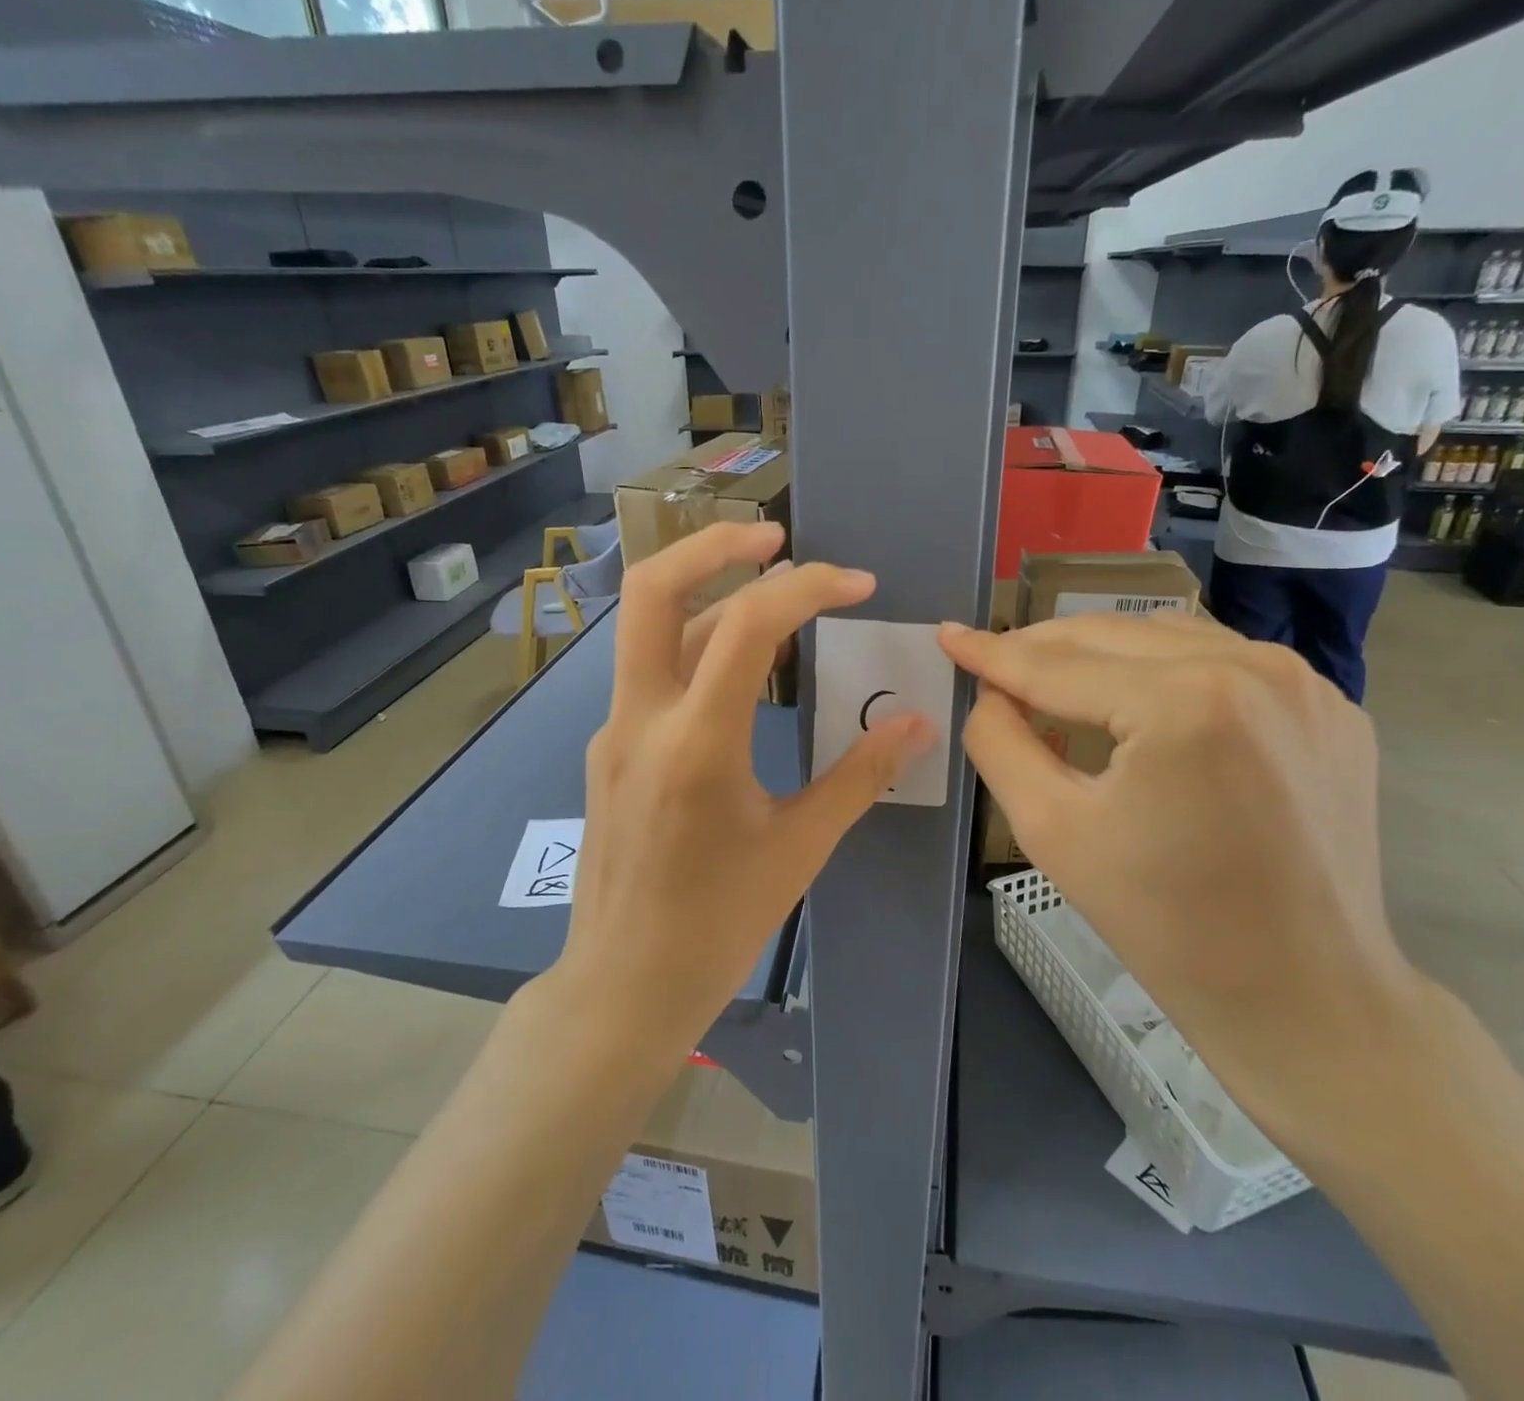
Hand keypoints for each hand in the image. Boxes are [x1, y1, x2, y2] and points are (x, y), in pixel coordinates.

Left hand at [556, 522, 933, 1047]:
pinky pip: (652, 675)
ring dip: (710, 597)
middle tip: (776, 537)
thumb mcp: (800, 848)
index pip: (747, 625)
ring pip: (651, 630)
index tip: (858, 585)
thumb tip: (915, 724)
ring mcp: (613, 731)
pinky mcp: (608, 748)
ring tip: (775, 599)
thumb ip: (859, 775)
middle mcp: (640, 720)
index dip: (809, 587)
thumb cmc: (718, 926)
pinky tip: (740, 675)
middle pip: (653, 589)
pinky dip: (698, 649)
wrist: (622, 985)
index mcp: (696, 746)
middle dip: (715, 545)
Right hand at [938, 613, 1425, 1131]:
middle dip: (1042, 647)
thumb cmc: (1163, 922)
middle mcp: (1253, 666)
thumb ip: (999, 743)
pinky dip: (1164, 668)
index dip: (993, 652)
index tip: (947, 635)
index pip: (1059, 665)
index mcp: (1185, 700)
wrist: (1301, 994)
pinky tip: (1137, 702)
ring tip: (1054, 682)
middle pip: (1112, 635)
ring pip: (1167, 635)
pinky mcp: (1327, 706)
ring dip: (1101, 652)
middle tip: (992, 665)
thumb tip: (990, 694)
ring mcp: (1302, 682)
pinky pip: (1222, 660)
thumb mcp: (1050, 830)